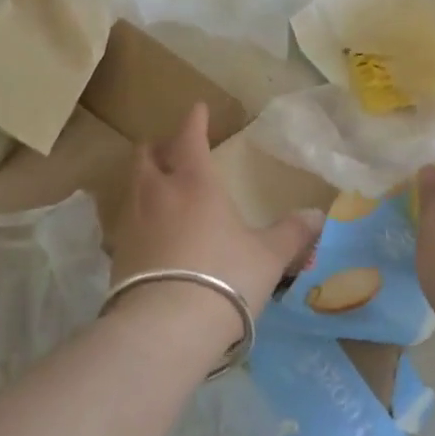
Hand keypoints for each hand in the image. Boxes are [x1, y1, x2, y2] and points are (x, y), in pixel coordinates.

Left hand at [109, 102, 323, 319]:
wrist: (166, 327)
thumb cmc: (224, 276)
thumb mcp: (268, 256)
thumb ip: (291, 233)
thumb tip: (317, 215)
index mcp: (194, 183)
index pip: (189, 138)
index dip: (193, 121)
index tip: (197, 108)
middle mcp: (157, 194)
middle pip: (146, 157)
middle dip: (159, 147)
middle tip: (172, 148)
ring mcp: (131, 223)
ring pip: (132, 187)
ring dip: (145, 180)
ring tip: (160, 187)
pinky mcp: (117, 255)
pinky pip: (126, 222)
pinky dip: (138, 216)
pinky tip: (151, 232)